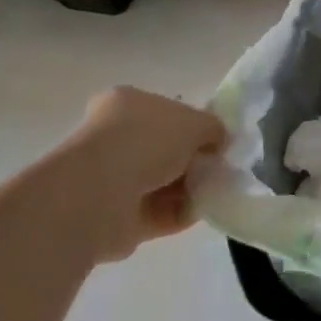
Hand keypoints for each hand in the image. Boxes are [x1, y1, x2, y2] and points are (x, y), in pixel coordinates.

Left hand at [49, 87, 224, 260]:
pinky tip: (199, 212)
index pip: (166, 112)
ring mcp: (112, 178)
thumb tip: (217, 142)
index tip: (217, 141)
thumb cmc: (146, 142)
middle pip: (166, 149)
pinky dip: (180, 213)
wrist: (101, 194)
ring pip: (163, 182)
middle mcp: (115, 137)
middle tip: (219, 168)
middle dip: (194, 161)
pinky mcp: (116, 216)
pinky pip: (158, 213)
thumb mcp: (195, 122)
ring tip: (214, 192)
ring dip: (190, 189)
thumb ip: (213, 129)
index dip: (194, 125)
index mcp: (127, 103)